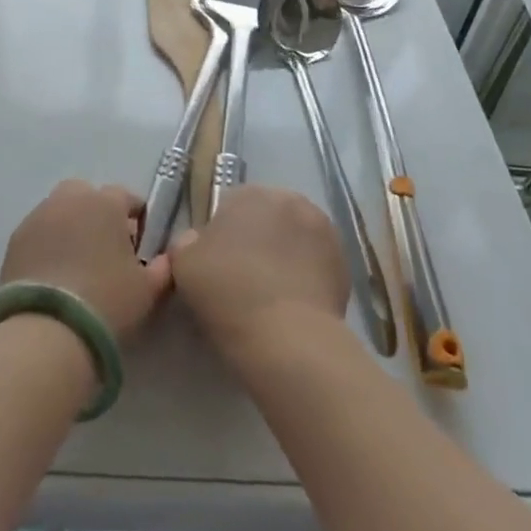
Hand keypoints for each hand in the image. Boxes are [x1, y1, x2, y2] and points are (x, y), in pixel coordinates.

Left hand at [0, 181, 172, 342]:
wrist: (48, 329)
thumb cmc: (107, 301)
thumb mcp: (148, 290)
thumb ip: (162, 268)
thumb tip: (166, 259)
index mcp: (105, 202)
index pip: (126, 197)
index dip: (136, 218)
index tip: (139, 244)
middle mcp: (70, 199)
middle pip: (87, 196)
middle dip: (97, 214)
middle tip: (105, 249)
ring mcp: (38, 216)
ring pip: (60, 211)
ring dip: (70, 226)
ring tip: (77, 263)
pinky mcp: (15, 239)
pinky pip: (39, 232)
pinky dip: (47, 244)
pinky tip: (54, 275)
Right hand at [171, 185, 348, 358]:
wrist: (288, 338)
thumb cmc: (228, 292)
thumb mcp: (184, 263)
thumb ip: (187, 242)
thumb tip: (197, 242)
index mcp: (251, 192)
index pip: (229, 206)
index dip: (220, 236)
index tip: (216, 266)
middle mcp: (290, 199)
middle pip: (266, 218)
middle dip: (256, 240)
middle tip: (242, 279)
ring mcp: (323, 230)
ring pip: (293, 239)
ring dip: (283, 255)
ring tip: (271, 294)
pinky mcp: (345, 263)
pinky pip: (315, 264)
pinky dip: (305, 276)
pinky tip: (293, 304)